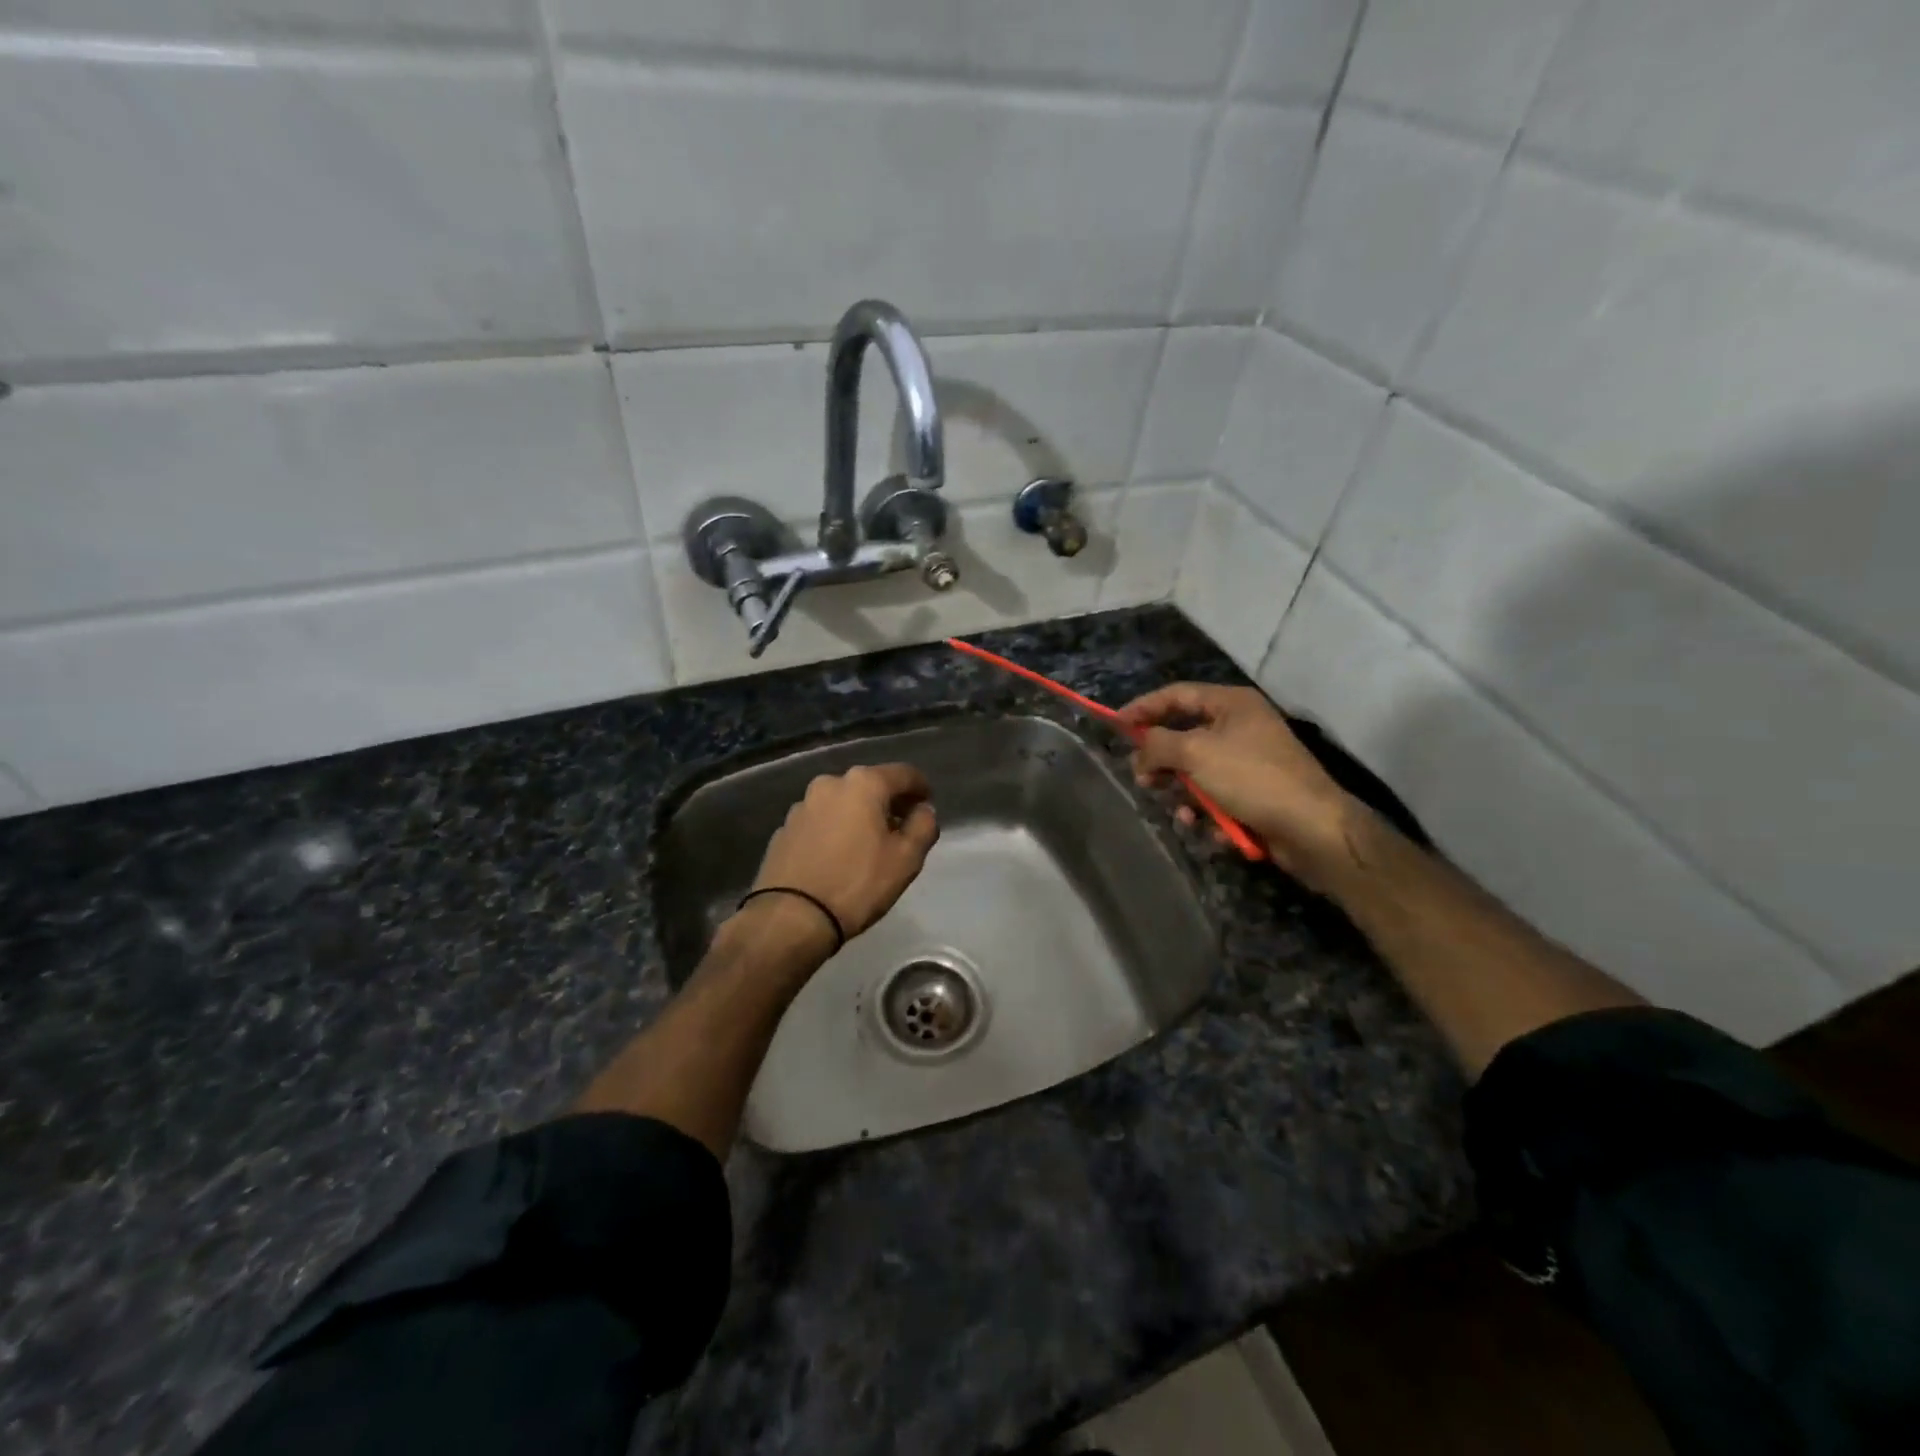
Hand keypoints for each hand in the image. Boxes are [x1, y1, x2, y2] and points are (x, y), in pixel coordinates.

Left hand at [749, 763, 939, 943]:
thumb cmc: (857, 884)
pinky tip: (837, 856)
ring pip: (841, 803)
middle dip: (888, 802)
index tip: (927, 805)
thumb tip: (923, 811)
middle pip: (869, 785)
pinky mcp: (784, 829)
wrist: (792, 917)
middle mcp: (829, 784)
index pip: (904, 774)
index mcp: (863, 784)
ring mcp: (802, 806)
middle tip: (901, 827)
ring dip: (858, 815)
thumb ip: (923, 826)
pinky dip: (834, 830)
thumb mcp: (907, 859)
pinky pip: (820, 822)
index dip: (921, 787)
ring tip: (868, 844)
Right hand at [1118, 684, 1358, 888]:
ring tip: (1183, 814)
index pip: (1176, 695)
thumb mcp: (1195, 753)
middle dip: (1162, 762)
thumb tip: (1139, 752)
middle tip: (1144, 780)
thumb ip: (1157, 745)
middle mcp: (1240, 727)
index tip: (1115, 726)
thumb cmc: (1252, 778)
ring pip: (1197, 774)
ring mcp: (1249, 763)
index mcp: (1231, 704)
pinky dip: (1208, 813)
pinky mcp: (1254, 796)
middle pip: (1184, 737)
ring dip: (1184, 795)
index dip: (1143, 708)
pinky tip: (1209, 828)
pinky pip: (1216, 798)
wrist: (1312, 828)